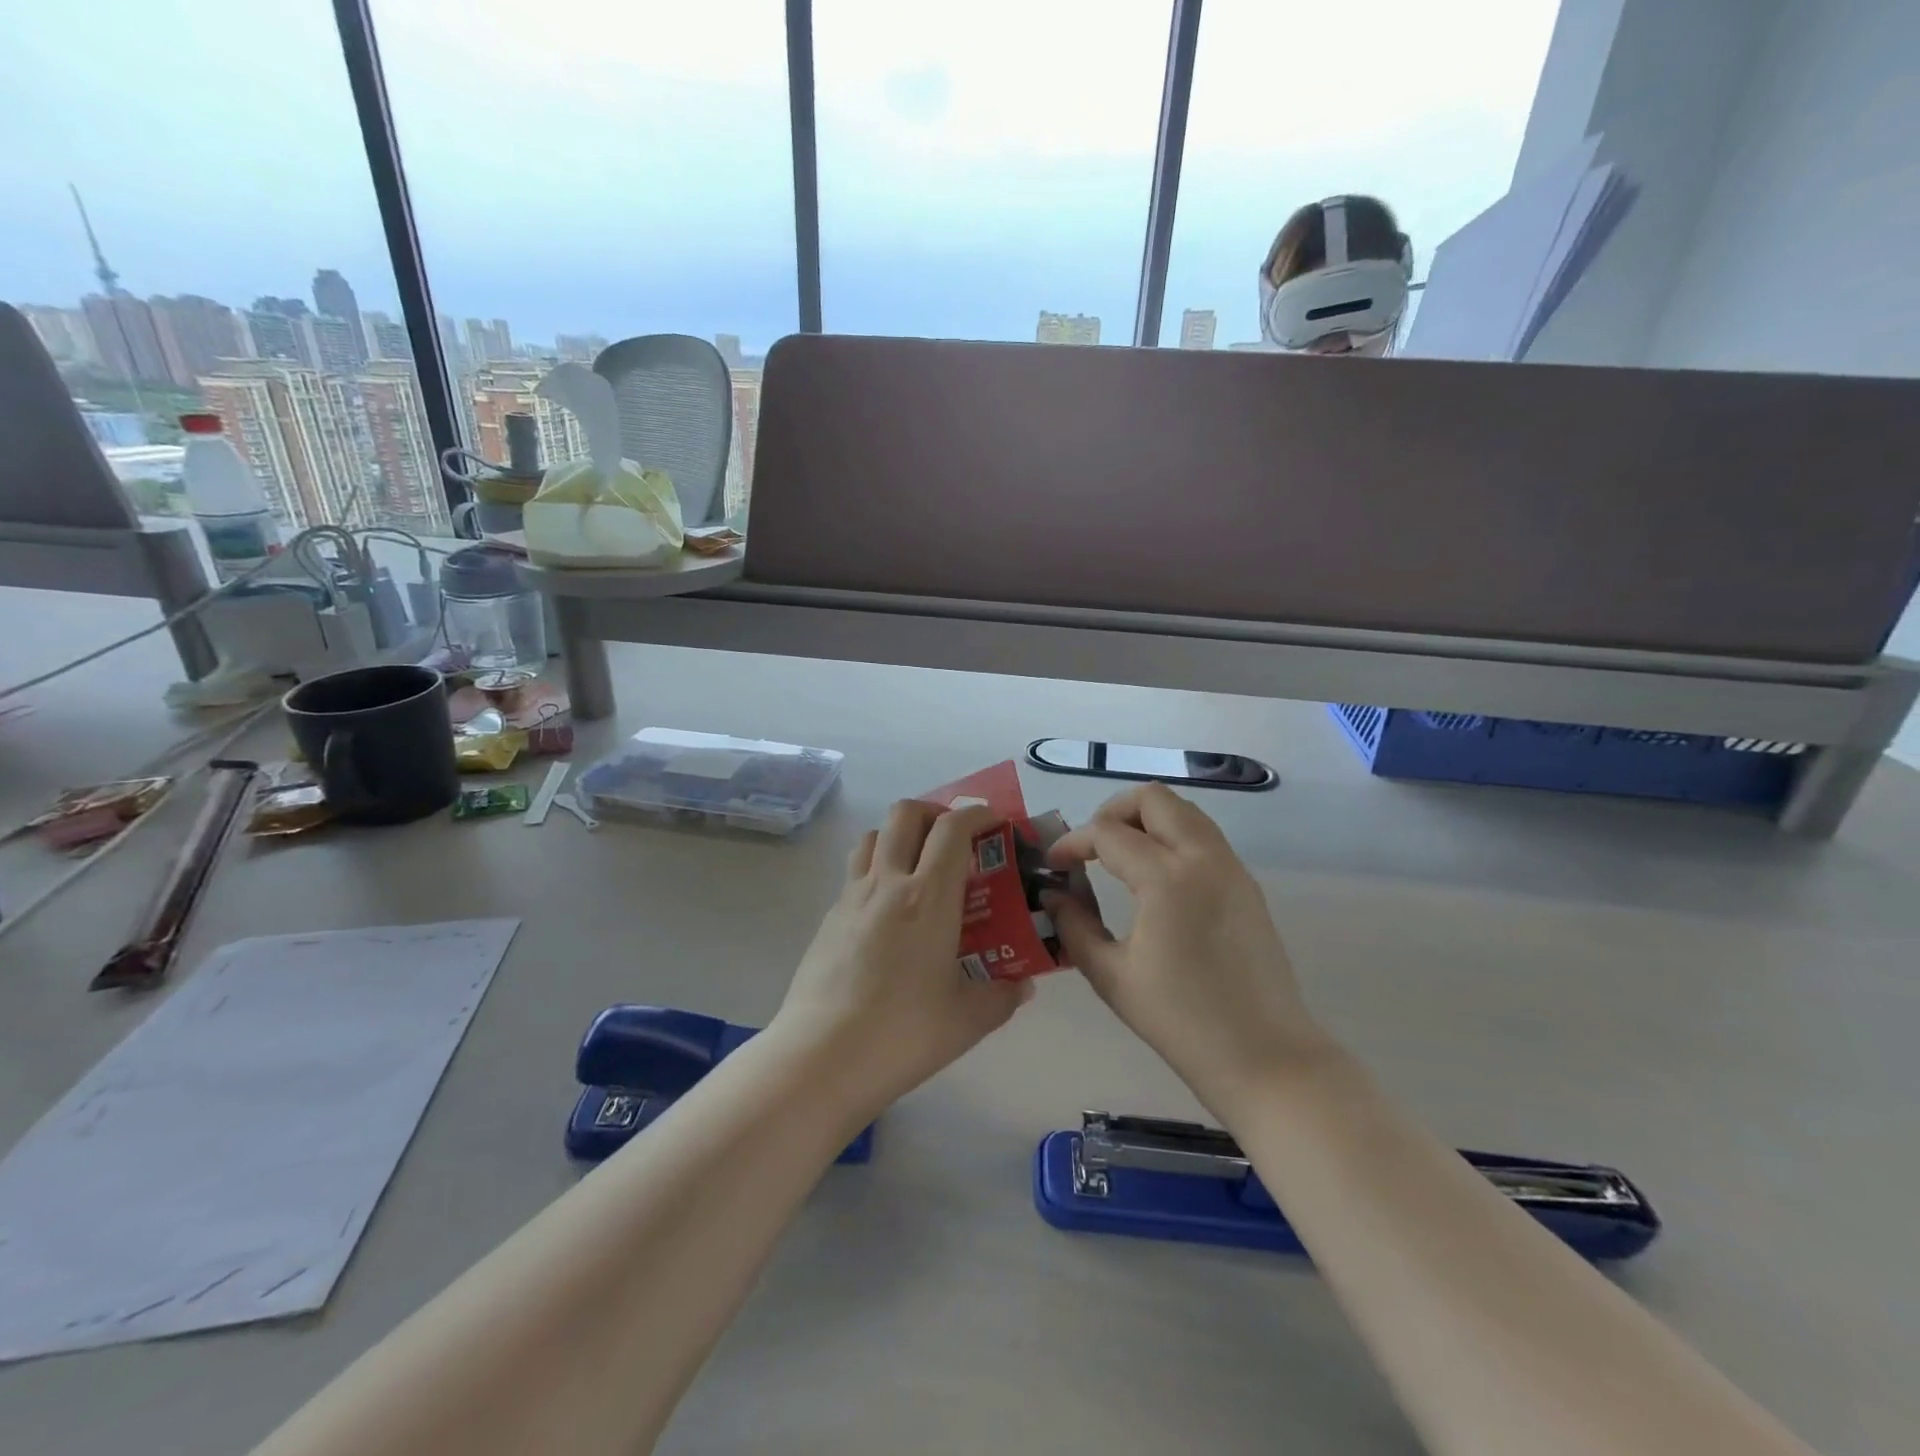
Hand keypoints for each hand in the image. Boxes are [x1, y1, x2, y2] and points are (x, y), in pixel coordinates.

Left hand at [771, 800, 1031, 1115]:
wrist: (821, 1057)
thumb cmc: (903, 1033)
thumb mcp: (969, 1019)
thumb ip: (1004, 994)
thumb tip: (1022, 984)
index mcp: (928, 896)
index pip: (952, 829)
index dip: (977, 814)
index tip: (994, 822)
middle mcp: (887, 883)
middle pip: (905, 814)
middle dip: (934, 812)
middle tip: (954, 839)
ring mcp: (851, 897)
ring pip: (872, 836)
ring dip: (899, 835)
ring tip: (919, 867)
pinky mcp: (828, 918)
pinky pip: (855, 873)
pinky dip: (877, 870)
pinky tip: (889, 913)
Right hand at [1045, 783, 1332, 1119]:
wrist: (1265, 1056)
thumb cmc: (1181, 1021)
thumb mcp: (1112, 976)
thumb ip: (1074, 926)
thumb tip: (1054, 895)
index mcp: (1167, 879)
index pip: (1108, 833)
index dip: (1072, 842)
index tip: (1053, 865)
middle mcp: (1203, 857)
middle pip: (1153, 798)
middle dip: (1112, 811)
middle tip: (1090, 847)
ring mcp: (1231, 867)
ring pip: (1183, 810)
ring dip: (1146, 819)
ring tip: (1119, 857)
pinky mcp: (1246, 883)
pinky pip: (1203, 836)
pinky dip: (1172, 836)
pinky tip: (1154, 877)